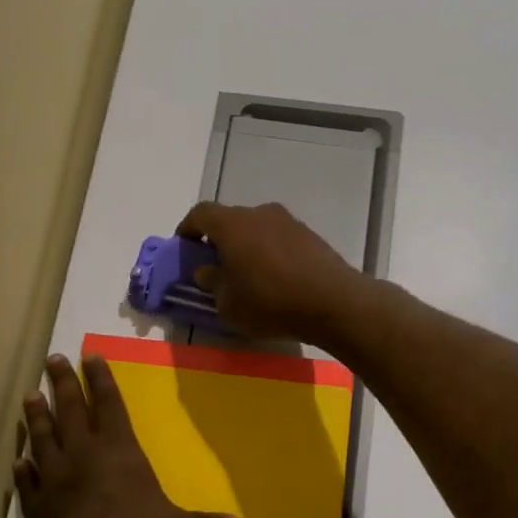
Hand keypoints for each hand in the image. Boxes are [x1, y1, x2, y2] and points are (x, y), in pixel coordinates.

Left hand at [16, 354, 243, 517]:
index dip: (101, 379)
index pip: (110, 404)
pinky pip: (25, 478)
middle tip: (52, 359)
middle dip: (63, 383)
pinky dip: (21, 467)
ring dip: (37, 416)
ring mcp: (54, 473)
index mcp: (118, 448)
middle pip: (71, 408)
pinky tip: (17, 459)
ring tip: (29, 395)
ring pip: (43, 435)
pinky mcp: (34, 499)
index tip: (88, 355)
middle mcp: (83, 451)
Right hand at [176, 201, 364, 345]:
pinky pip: (278, 238)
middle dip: (218, 240)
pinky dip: (269, 252)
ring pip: (256, 228)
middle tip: (215, 266)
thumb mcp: (228, 304)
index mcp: (232, 224)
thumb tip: (207, 270)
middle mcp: (259, 213)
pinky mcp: (309, 235)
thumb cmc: (270, 303)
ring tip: (247, 275)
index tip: (184, 247)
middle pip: (230, 220)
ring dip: (246, 246)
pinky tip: (274, 279)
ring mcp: (288, 221)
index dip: (188, 228)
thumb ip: (212, 283)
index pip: (201, 213)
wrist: (333, 302)